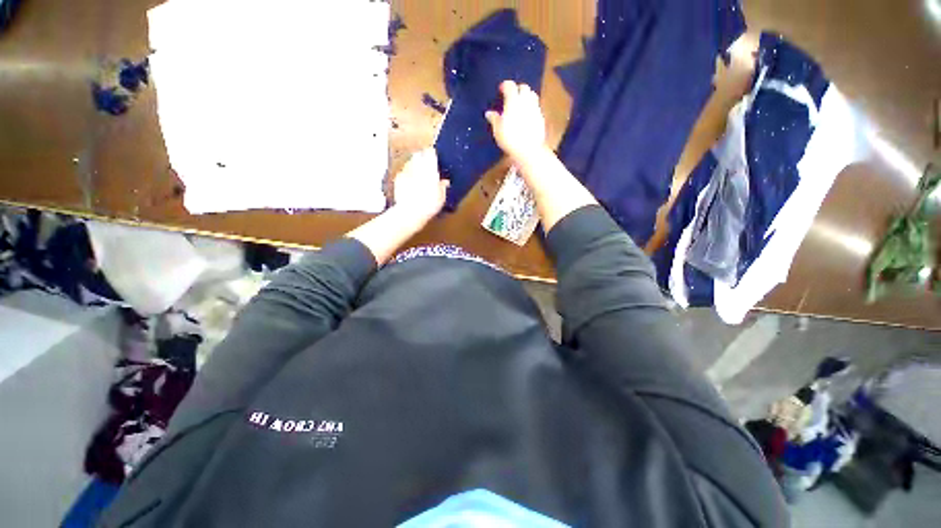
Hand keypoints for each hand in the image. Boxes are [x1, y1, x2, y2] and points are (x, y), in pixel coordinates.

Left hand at [393, 148, 448, 220]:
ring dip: (414, 165)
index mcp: (429, 168)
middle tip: (426, 163)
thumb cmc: (428, 204)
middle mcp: (417, 166)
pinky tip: (410, 183)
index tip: (434, 155)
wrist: (410, 212)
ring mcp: (406, 171)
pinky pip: (403, 172)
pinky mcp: (398, 179)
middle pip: (418, 155)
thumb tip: (445, 182)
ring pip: (410, 162)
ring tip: (418, 174)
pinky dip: (407, 175)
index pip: (430, 153)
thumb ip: (443, 187)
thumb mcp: (441, 197)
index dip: (432, 154)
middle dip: (422, 157)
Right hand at [485, 80, 547, 163]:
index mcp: (513, 101)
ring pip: (533, 95)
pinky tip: (528, 115)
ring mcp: (535, 109)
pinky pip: (537, 107)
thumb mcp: (498, 130)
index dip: (505, 85)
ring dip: (527, 95)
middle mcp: (525, 101)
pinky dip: (532, 107)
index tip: (501, 89)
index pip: (510, 86)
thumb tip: (489, 113)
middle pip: (524, 87)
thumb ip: (494, 119)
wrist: (528, 149)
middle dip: (518, 88)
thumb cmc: (510, 139)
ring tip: (521, 103)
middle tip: (512, 95)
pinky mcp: (541, 118)